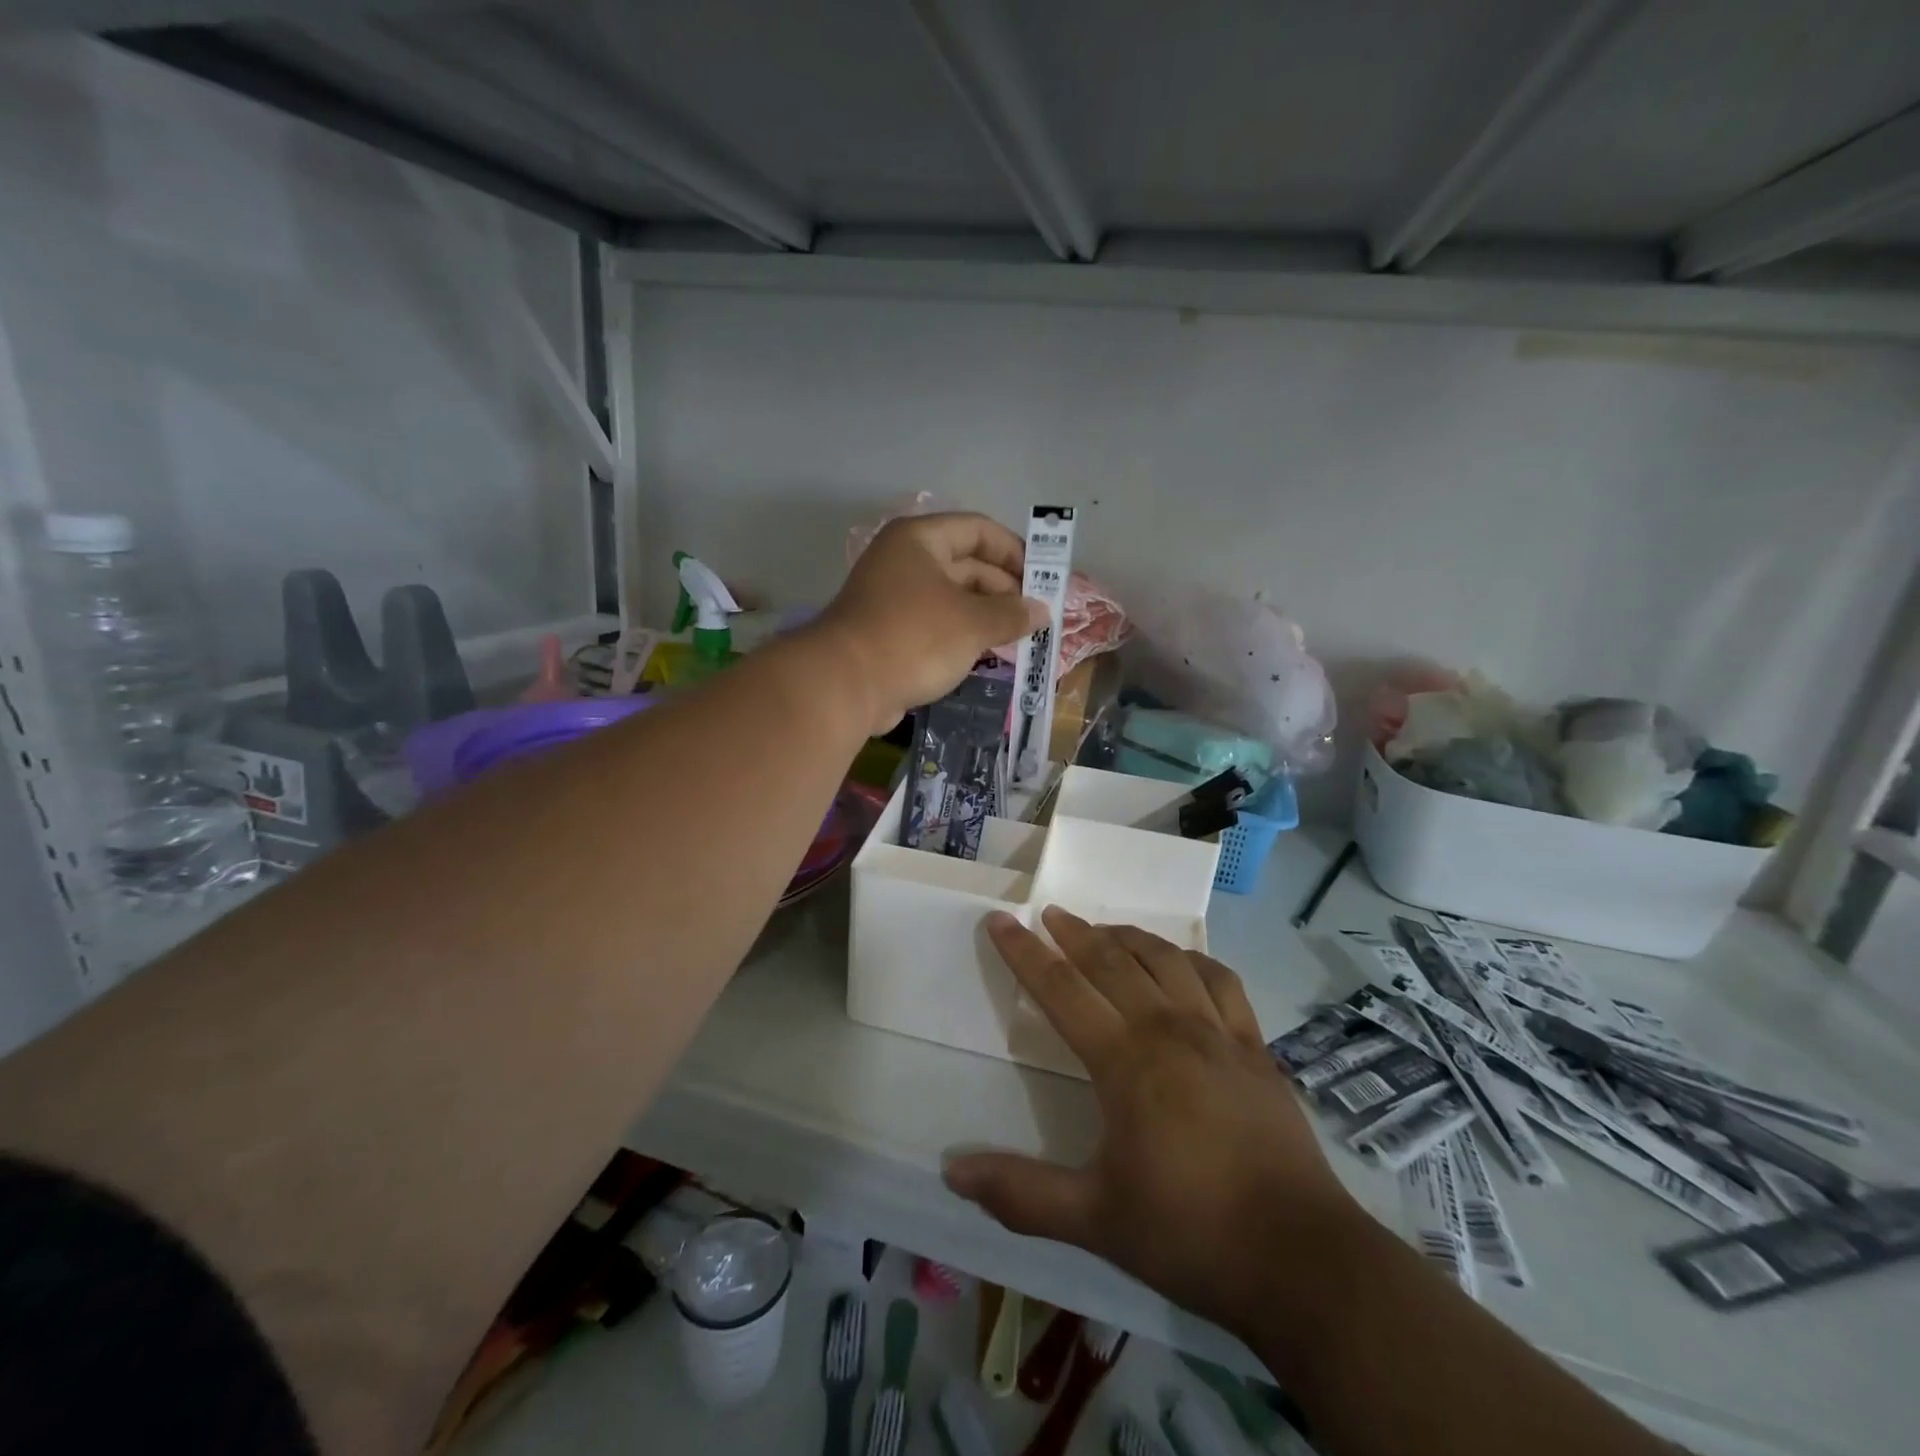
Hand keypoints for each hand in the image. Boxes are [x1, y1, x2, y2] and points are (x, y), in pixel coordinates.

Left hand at [815, 513, 1046, 733]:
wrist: (845, 685)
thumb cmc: (914, 638)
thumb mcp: (972, 623)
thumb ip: (1012, 614)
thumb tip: (1042, 612)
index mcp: (920, 540)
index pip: (979, 530)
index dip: (1015, 551)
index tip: (1043, 579)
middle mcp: (905, 561)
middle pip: (967, 564)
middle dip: (1004, 590)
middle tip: (1037, 617)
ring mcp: (894, 598)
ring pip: (953, 598)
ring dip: (987, 616)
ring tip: (1020, 638)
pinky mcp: (890, 632)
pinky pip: (937, 624)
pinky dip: (963, 635)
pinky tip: (989, 653)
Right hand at [943, 907, 1360, 1338]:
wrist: (1301, 1259)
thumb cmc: (1189, 1233)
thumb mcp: (1094, 1219)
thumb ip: (1021, 1193)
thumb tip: (952, 1171)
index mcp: (1126, 1061)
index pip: (1062, 989)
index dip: (1025, 953)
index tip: (1002, 920)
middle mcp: (1169, 1029)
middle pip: (1112, 960)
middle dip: (1075, 932)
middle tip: (1050, 912)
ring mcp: (1219, 1033)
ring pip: (1166, 959)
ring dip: (1130, 936)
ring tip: (1105, 929)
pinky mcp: (1256, 1048)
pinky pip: (1222, 981)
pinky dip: (1194, 960)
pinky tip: (1182, 962)